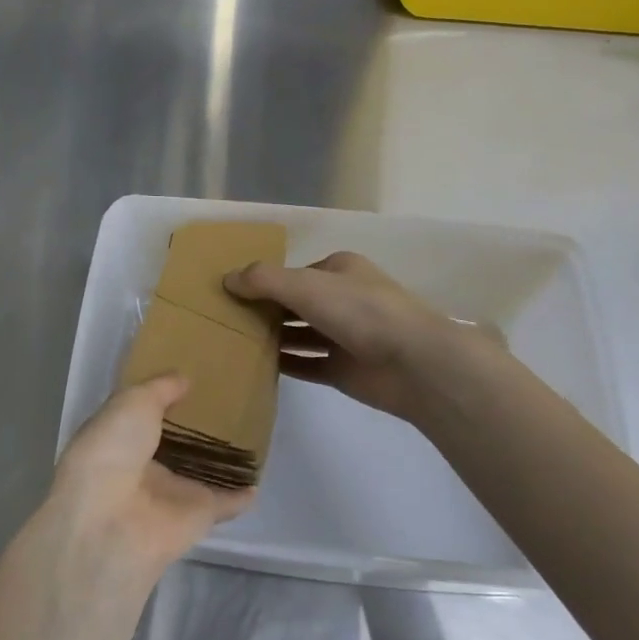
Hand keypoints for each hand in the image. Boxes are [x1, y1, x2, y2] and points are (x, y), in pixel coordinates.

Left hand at [48, 375, 255, 576]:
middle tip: (229, 403)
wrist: (111, 521)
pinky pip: (226, 503)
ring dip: (221, 461)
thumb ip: (160, 389)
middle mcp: (146, 467)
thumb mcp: (131, 402)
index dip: (164, 401)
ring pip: (202, 473)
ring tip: (250, 436)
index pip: (145, 418)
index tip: (192, 380)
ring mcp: (172, 495)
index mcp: (121, 439)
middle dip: (196, 429)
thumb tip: (184, 379)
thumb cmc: (112, 450)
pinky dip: (242, 495)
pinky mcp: (199, 517)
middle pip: (176, 446)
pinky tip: (259, 481)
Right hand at [225, 251, 496, 423]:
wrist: (414, 363)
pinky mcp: (345, 370)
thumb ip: (263, 280)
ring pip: (301, 334)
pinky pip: (308, 365)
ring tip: (233, 342)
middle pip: (296, 302)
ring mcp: (346, 336)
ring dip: (273, 337)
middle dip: (265, 309)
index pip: (295, 272)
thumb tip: (226, 279)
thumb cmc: (360, 311)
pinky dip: (286, 364)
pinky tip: (257, 367)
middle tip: (225, 318)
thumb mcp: (304, 285)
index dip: (265, 280)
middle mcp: (343, 299)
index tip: (232, 292)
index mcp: (340, 270)